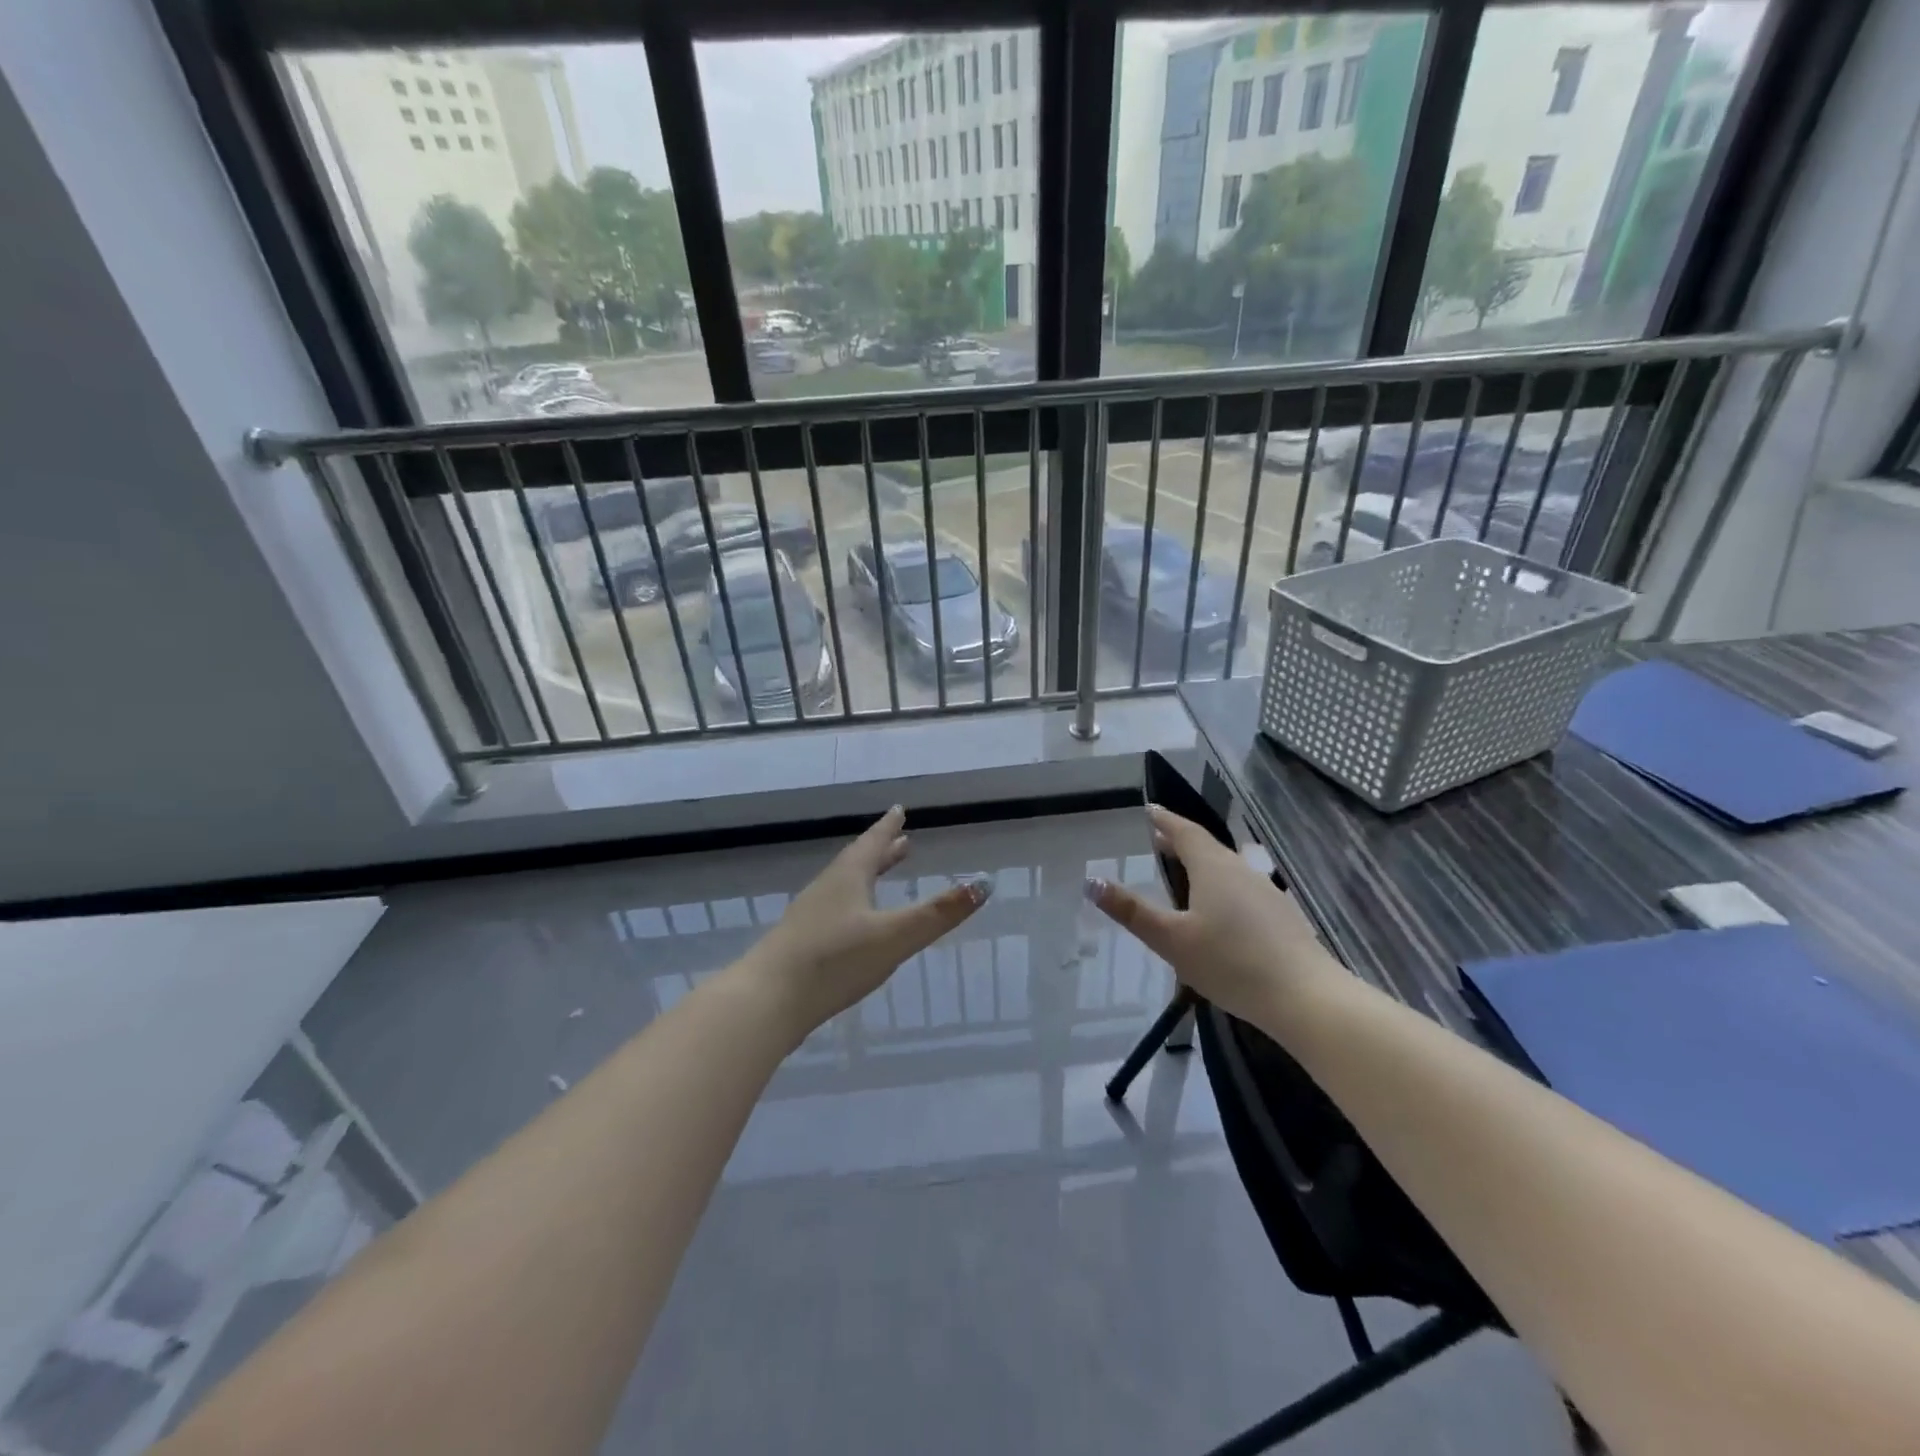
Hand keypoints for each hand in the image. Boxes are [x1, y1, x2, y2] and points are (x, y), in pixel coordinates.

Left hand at [747, 806, 989, 1037]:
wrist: (767, 1001)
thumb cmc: (834, 960)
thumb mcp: (894, 937)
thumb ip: (938, 914)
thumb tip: (983, 884)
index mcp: (849, 877)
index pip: (873, 843)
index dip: (889, 827)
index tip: (899, 810)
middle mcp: (828, 889)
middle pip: (859, 862)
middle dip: (883, 852)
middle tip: (902, 842)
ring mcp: (811, 916)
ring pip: (846, 886)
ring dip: (868, 877)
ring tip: (882, 876)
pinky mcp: (801, 943)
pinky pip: (835, 910)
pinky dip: (854, 904)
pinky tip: (855, 925)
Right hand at [1086, 805, 1340, 1023]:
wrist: (1306, 998)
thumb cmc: (1231, 963)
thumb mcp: (1172, 940)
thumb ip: (1132, 911)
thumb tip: (1092, 881)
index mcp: (1213, 868)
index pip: (1185, 832)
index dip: (1164, 820)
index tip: (1148, 810)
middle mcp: (1241, 870)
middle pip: (1207, 847)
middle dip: (1180, 842)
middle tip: (1156, 842)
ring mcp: (1266, 892)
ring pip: (1227, 868)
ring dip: (1202, 865)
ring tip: (1183, 875)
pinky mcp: (1281, 917)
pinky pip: (1243, 889)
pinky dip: (1222, 887)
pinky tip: (1219, 912)